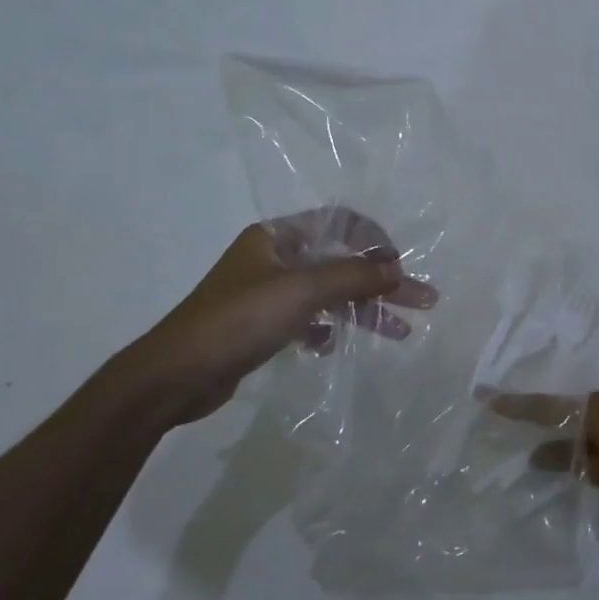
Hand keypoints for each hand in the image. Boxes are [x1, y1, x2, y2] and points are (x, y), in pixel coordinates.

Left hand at [122, 210, 438, 425]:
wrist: (174, 377)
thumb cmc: (238, 321)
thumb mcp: (302, 292)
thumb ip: (354, 277)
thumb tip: (399, 271)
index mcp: (278, 237)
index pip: (340, 222)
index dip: (375, 240)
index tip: (400, 266)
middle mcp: (275, 259)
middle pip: (343, 262)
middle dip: (383, 283)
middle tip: (425, 302)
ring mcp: (268, 293)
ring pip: (331, 294)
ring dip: (366, 310)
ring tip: (401, 333)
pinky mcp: (263, 325)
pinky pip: (310, 319)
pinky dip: (329, 329)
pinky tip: (335, 345)